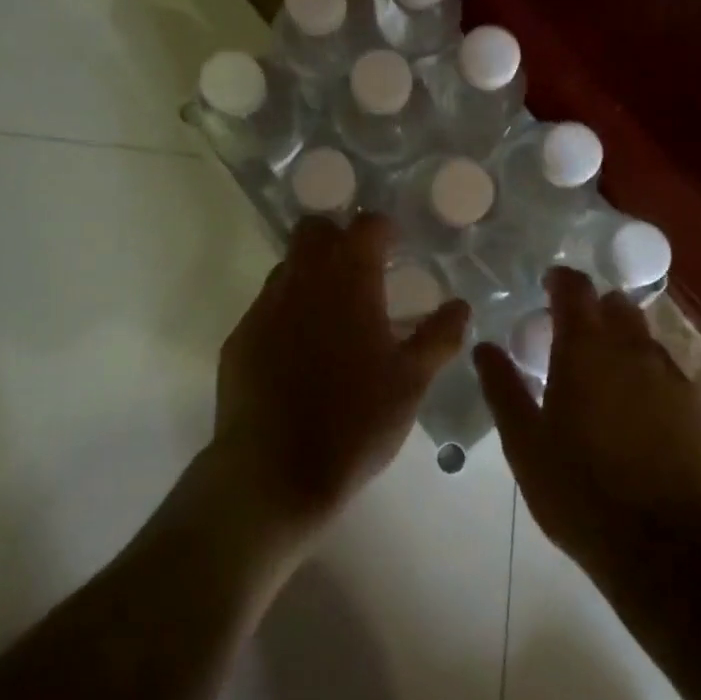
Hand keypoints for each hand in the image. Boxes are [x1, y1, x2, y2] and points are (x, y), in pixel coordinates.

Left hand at [211, 213, 468, 547]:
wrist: (272, 474)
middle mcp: (302, 279)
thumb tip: (461, 306)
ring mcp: (264, 306)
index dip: (383, 229)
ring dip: (311, 274)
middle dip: (338, 238)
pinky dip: (287, 313)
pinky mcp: (239, 337)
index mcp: (349, 280)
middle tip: (361, 272)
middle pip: (315, 229)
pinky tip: (300, 354)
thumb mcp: (411, 382)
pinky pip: (267, 306)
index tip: (396, 246)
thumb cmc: (354, 422)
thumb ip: (439, 337)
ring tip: (333, 316)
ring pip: (288, 266)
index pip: (367, 224)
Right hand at [475, 268, 700, 596]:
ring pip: (644, 338)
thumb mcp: (525, 443)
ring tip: (606, 379)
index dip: (560, 281)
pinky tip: (640, 414)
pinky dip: (649, 377)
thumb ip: (503, 387)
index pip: (574, 288)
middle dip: (594, 310)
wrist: (665, 548)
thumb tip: (484, 347)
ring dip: (622, 343)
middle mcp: (632, 347)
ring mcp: (671, 375)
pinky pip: (668, 373)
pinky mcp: (698, 407)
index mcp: (585, 348)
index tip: (547, 287)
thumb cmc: (580, 490)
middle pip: (615, 305)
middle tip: (573, 337)